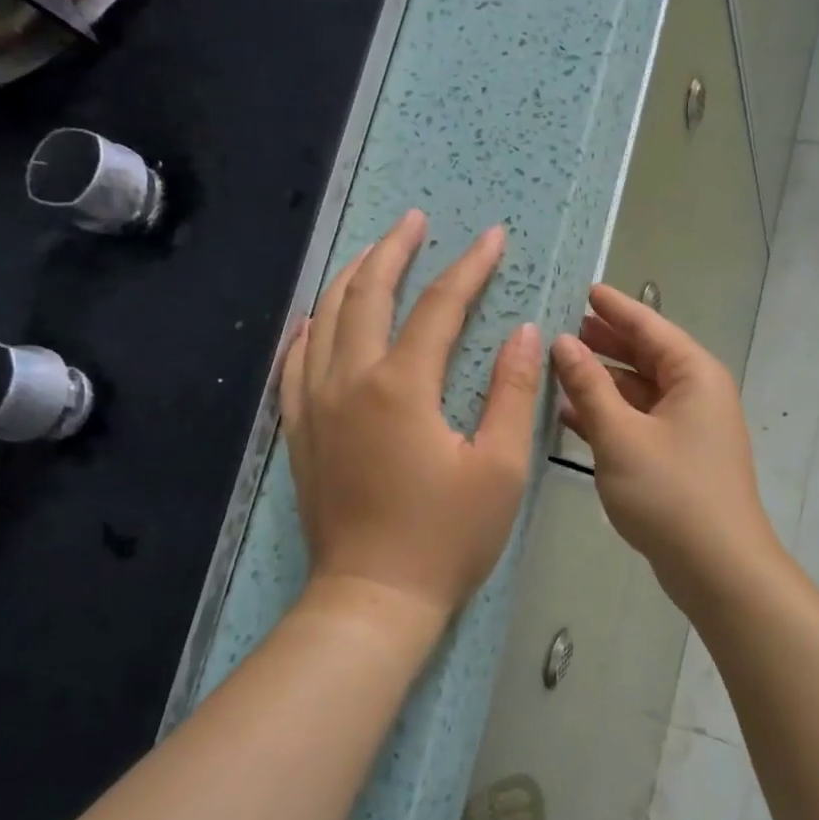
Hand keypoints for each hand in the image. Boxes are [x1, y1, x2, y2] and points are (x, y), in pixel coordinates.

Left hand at [281, 210, 542, 635]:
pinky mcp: (300, 431)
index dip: (469, 267)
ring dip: (350, 277)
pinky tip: (318, 318)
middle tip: (416, 221)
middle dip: (395, 250)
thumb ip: (512, 393)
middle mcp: (349, 381)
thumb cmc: (447, 537)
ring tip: (373, 251)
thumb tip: (523, 332)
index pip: (439, 306)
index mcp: (402, 387)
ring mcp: (315, 405)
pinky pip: (295, 362)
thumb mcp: (500, 467)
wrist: (373, 598)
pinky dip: (310, 329)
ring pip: (325, 319)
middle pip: (367, 294)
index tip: (493, 238)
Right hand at [549, 285, 779, 603]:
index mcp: (694, 375)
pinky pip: (640, 422)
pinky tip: (571, 415)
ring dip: (603, 381)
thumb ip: (588, 386)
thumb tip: (562, 343)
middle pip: (647, 356)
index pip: (650, 327)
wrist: (716, 567)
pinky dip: (610, 415)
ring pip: (640, 391)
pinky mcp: (679, 458)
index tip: (585, 289)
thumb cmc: (669, 492)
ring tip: (559, 366)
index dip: (615, 308)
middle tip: (564, 327)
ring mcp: (689, 428)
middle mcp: (697, 394)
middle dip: (606, 342)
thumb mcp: (620, 435)